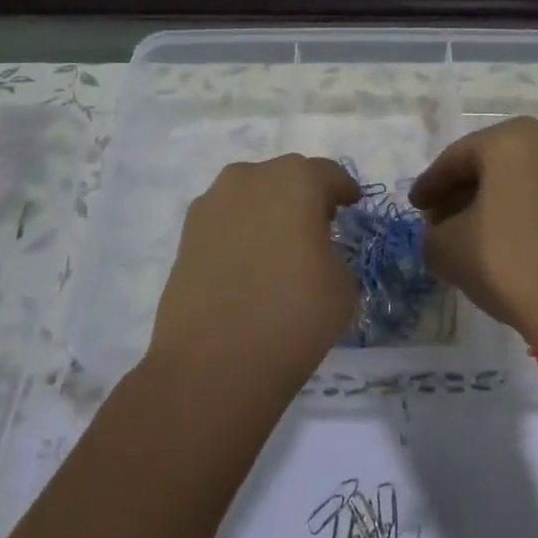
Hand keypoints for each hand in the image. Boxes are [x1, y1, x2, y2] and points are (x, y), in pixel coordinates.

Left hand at [148, 155, 360, 386]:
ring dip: (268, 212)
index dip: (344, 191)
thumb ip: (332, 252)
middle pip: (286, 178)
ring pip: (251, 196)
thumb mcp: (343, 284)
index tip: (351, 207)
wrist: (213, 362)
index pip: (329, 175)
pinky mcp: (186, 234)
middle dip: (304, 197)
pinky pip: (226, 222)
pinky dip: (241, 233)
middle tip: (317, 228)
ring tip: (279, 248)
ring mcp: (211, 204)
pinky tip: (249, 265)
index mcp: (296, 180)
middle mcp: (250, 178)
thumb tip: (313, 252)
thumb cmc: (294, 315)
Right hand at [409, 117, 537, 342]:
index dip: (430, 185)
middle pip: (493, 164)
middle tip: (441, 219)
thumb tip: (443, 233)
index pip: (457, 158)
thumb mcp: (446, 249)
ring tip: (476, 233)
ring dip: (497, 201)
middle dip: (464, 191)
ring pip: (525, 180)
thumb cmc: (508, 261)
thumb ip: (433, 233)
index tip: (415, 207)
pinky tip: (514, 241)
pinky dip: (528, 212)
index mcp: (512, 139)